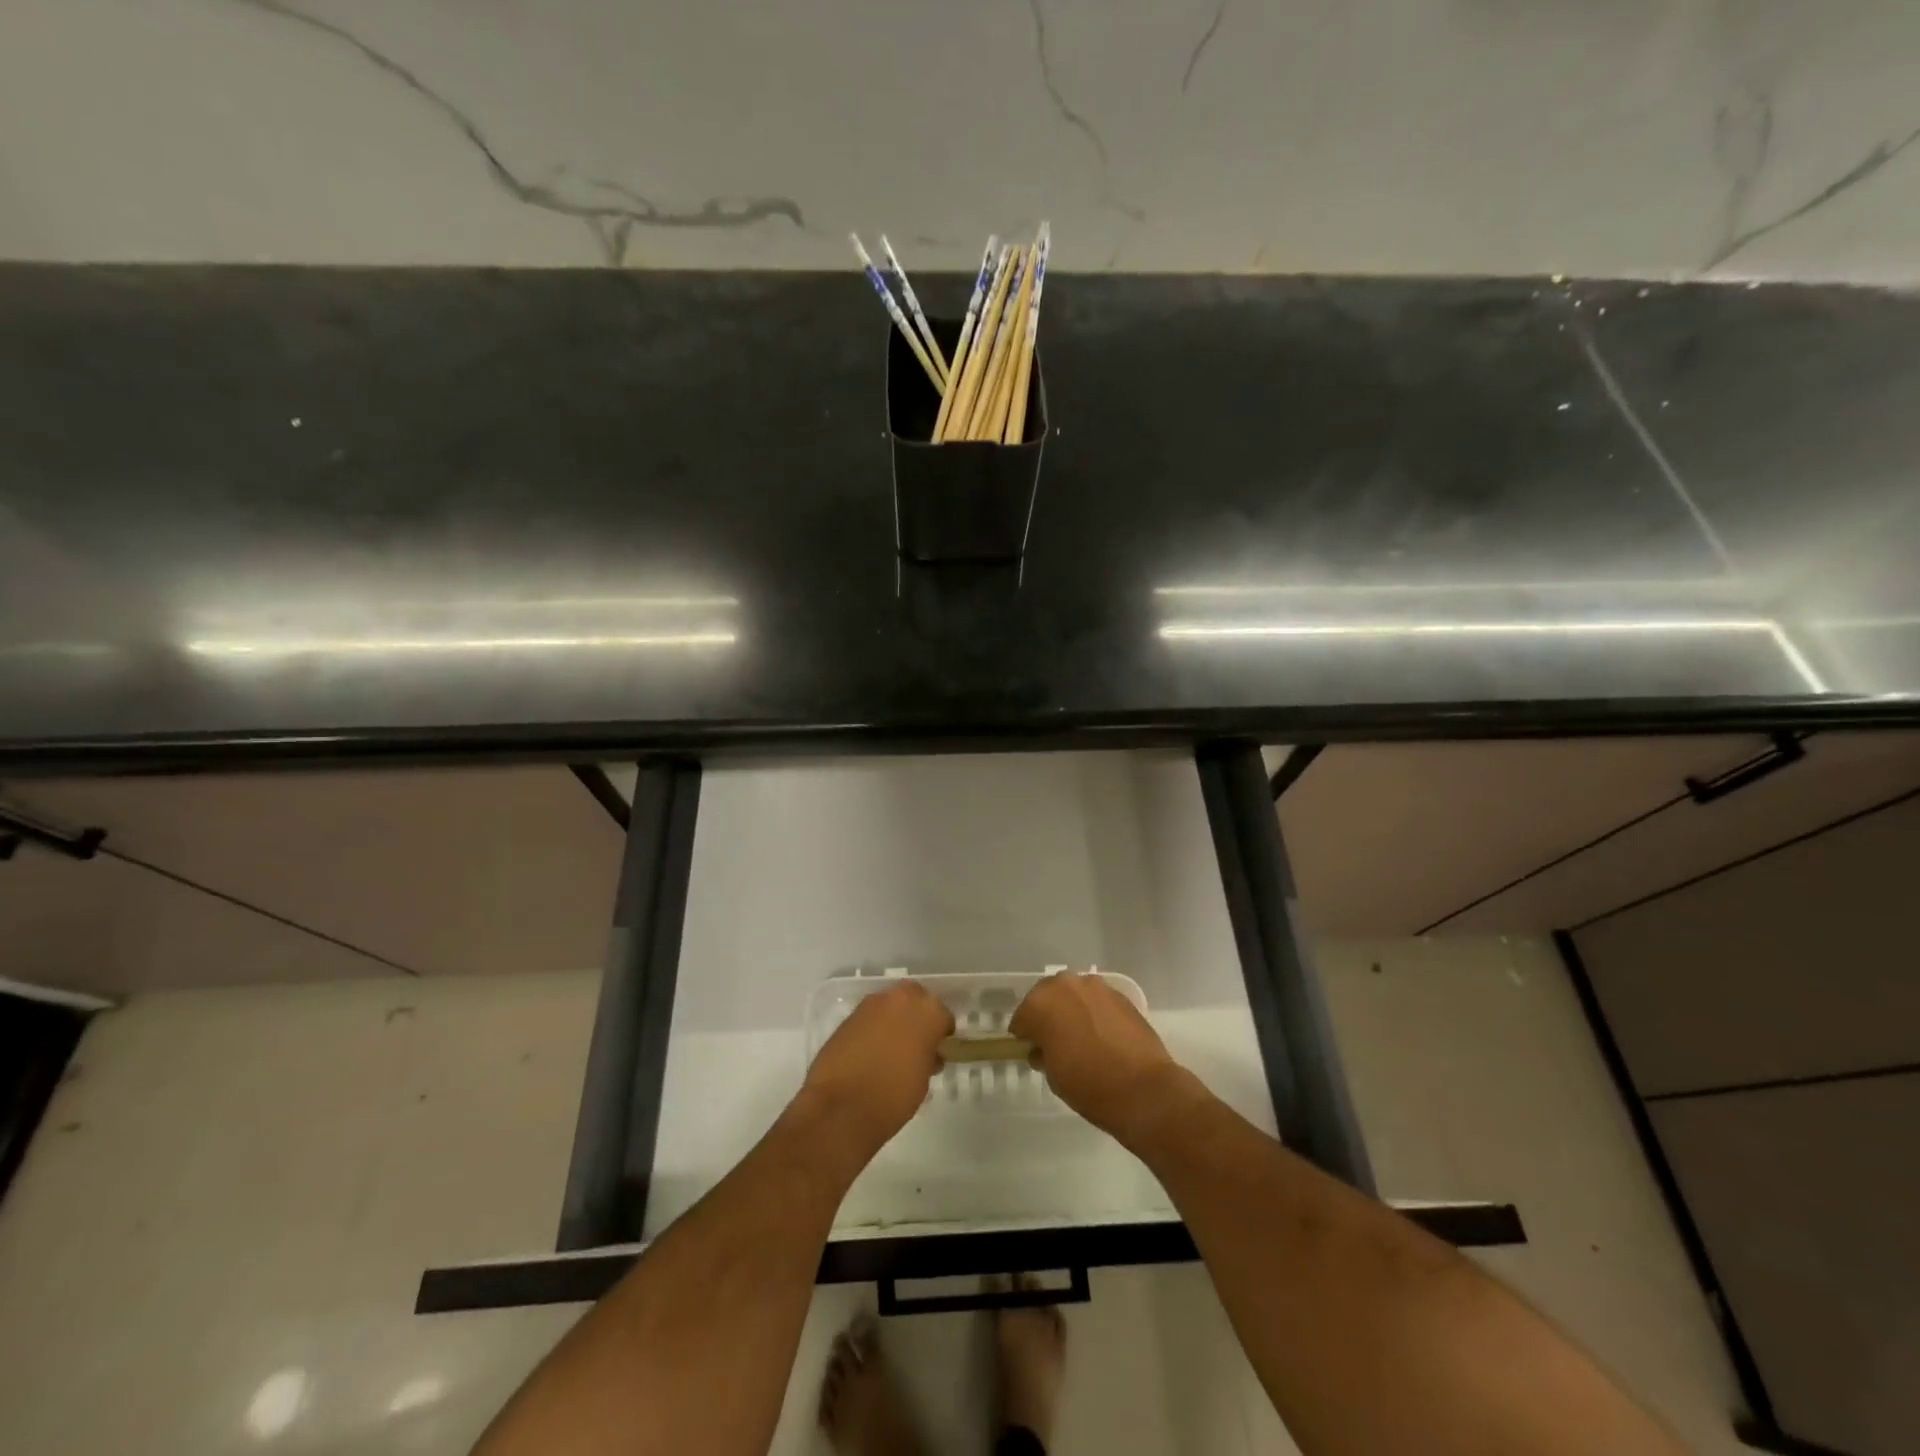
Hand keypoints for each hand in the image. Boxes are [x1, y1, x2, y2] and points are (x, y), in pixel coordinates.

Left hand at [800, 981, 953, 1160]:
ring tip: (892, 1048)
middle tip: (916, 1043)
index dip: (942, 1034)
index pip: (943, 1015)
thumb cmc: (893, 1097)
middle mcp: (901, 999)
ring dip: (894, 1019)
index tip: (938, 1050)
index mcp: (928, 1012)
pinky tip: (871, 1051)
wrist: (841, 1107)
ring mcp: (871, 1004)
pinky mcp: (849, 1016)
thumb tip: (925, 1053)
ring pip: (891, 1004)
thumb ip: (928, 1057)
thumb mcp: (923, 1080)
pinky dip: (874, 1028)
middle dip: (918, 1015)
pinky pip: (870, 1017)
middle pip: (916, 998)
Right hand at [1011, 972, 1198, 1143]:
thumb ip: (1043, 1053)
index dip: (1025, 1036)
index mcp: (1040, 1003)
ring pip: (1073, 994)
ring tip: (1080, 1037)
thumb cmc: (1089, 1085)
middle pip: (1047, 997)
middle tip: (1054, 1043)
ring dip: (1071, 1010)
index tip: (1033, 1052)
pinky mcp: (1120, 994)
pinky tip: (1102, 1036)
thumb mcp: (1053, 1076)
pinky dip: (1094, 1013)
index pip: (1022, 1018)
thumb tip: (1045, 1048)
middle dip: (1047, 1016)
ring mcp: (1095, 986)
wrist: (1143, 1089)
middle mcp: (1065, 985)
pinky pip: (1096, 1001)